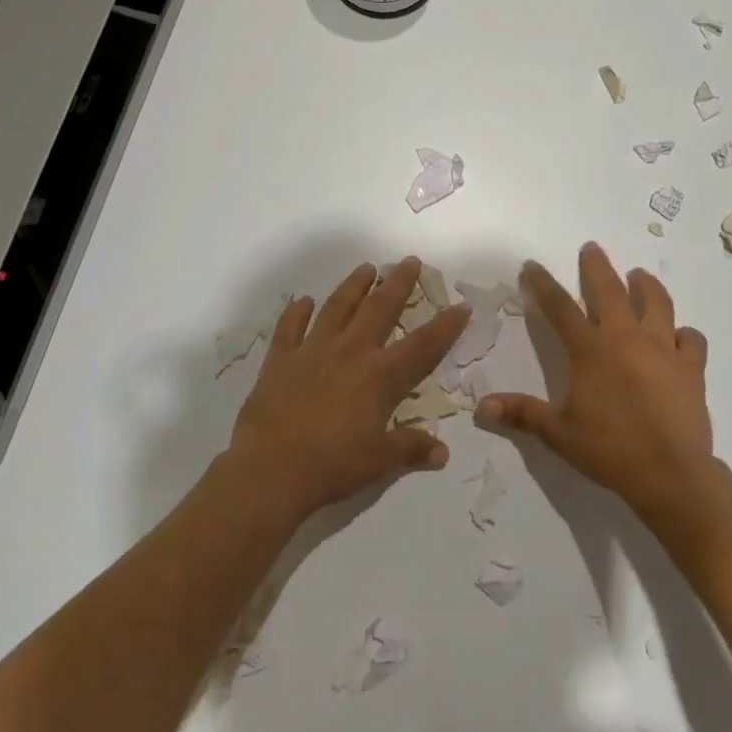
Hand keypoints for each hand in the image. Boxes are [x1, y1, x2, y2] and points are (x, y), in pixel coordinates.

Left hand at [227, 256, 469, 521]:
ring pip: (338, 307)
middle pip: (380, 309)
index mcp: (379, 376)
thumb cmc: (332, 465)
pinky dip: (297, 312)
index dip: (445, 326)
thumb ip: (412, 449)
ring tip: (366, 268)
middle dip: (398, 283)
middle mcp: (350, 352)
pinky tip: (304, 301)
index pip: (422, 345)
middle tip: (409, 261)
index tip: (461, 305)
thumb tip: (443, 453)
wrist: (269, 471)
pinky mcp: (280, 359)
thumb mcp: (379, 462)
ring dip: (354, 285)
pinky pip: (290, 327)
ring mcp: (312, 350)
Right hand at [475, 241, 713, 519]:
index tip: (533, 265)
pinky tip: (679, 336)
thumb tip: (481, 407)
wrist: (671, 474)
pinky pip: (691, 339)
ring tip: (639, 276)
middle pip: (610, 290)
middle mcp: (626, 338)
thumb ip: (522, 414)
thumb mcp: (559, 434)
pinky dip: (684, 334)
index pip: (560, 307)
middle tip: (591, 248)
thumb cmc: (610, 451)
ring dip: (646, 286)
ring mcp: (663, 349)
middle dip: (597, 266)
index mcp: (591, 350)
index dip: (543, 284)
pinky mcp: (692, 367)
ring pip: (657, 303)